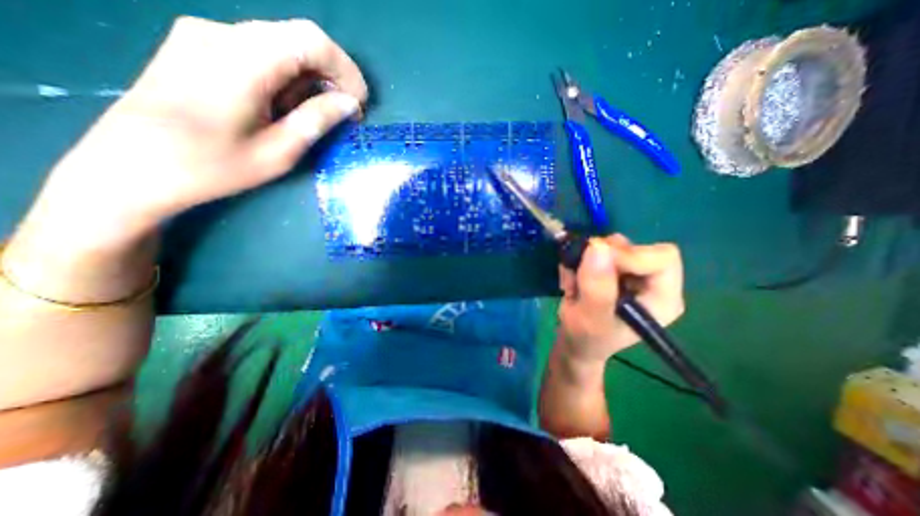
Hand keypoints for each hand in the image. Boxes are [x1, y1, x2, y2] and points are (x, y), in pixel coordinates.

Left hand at [22, 19, 366, 250]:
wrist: (131, 166)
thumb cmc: (213, 166)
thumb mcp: (278, 152)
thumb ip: (316, 121)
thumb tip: (349, 104)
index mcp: (242, 59)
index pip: (311, 40)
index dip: (345, 69)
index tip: (360, 103)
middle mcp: (221, 33)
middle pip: (296, 39)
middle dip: (330, 76)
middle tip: (343, 113)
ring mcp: (204, 36)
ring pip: (279, 46)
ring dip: (308, 79)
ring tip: (313, 116)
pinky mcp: (197, 46)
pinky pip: (258, 52)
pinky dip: (285, 77)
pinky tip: (284, 106)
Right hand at [553, 235, 680, 363]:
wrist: (575, 341)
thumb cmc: (586, 338)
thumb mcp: (591, 318)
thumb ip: (597, 288)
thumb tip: (598, 247)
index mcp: (663, 298)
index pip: (661, 257)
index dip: (629, 255)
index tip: (595, 261)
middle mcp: (653, 282)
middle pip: (636, 248)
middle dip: (601, 257)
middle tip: (579, 273)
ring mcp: (633, 274)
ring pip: (613, 246)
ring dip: (586, 259)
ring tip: (574, 283)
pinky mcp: (616, 270)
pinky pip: (598, 250)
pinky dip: (581, 260)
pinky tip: (574, 280)